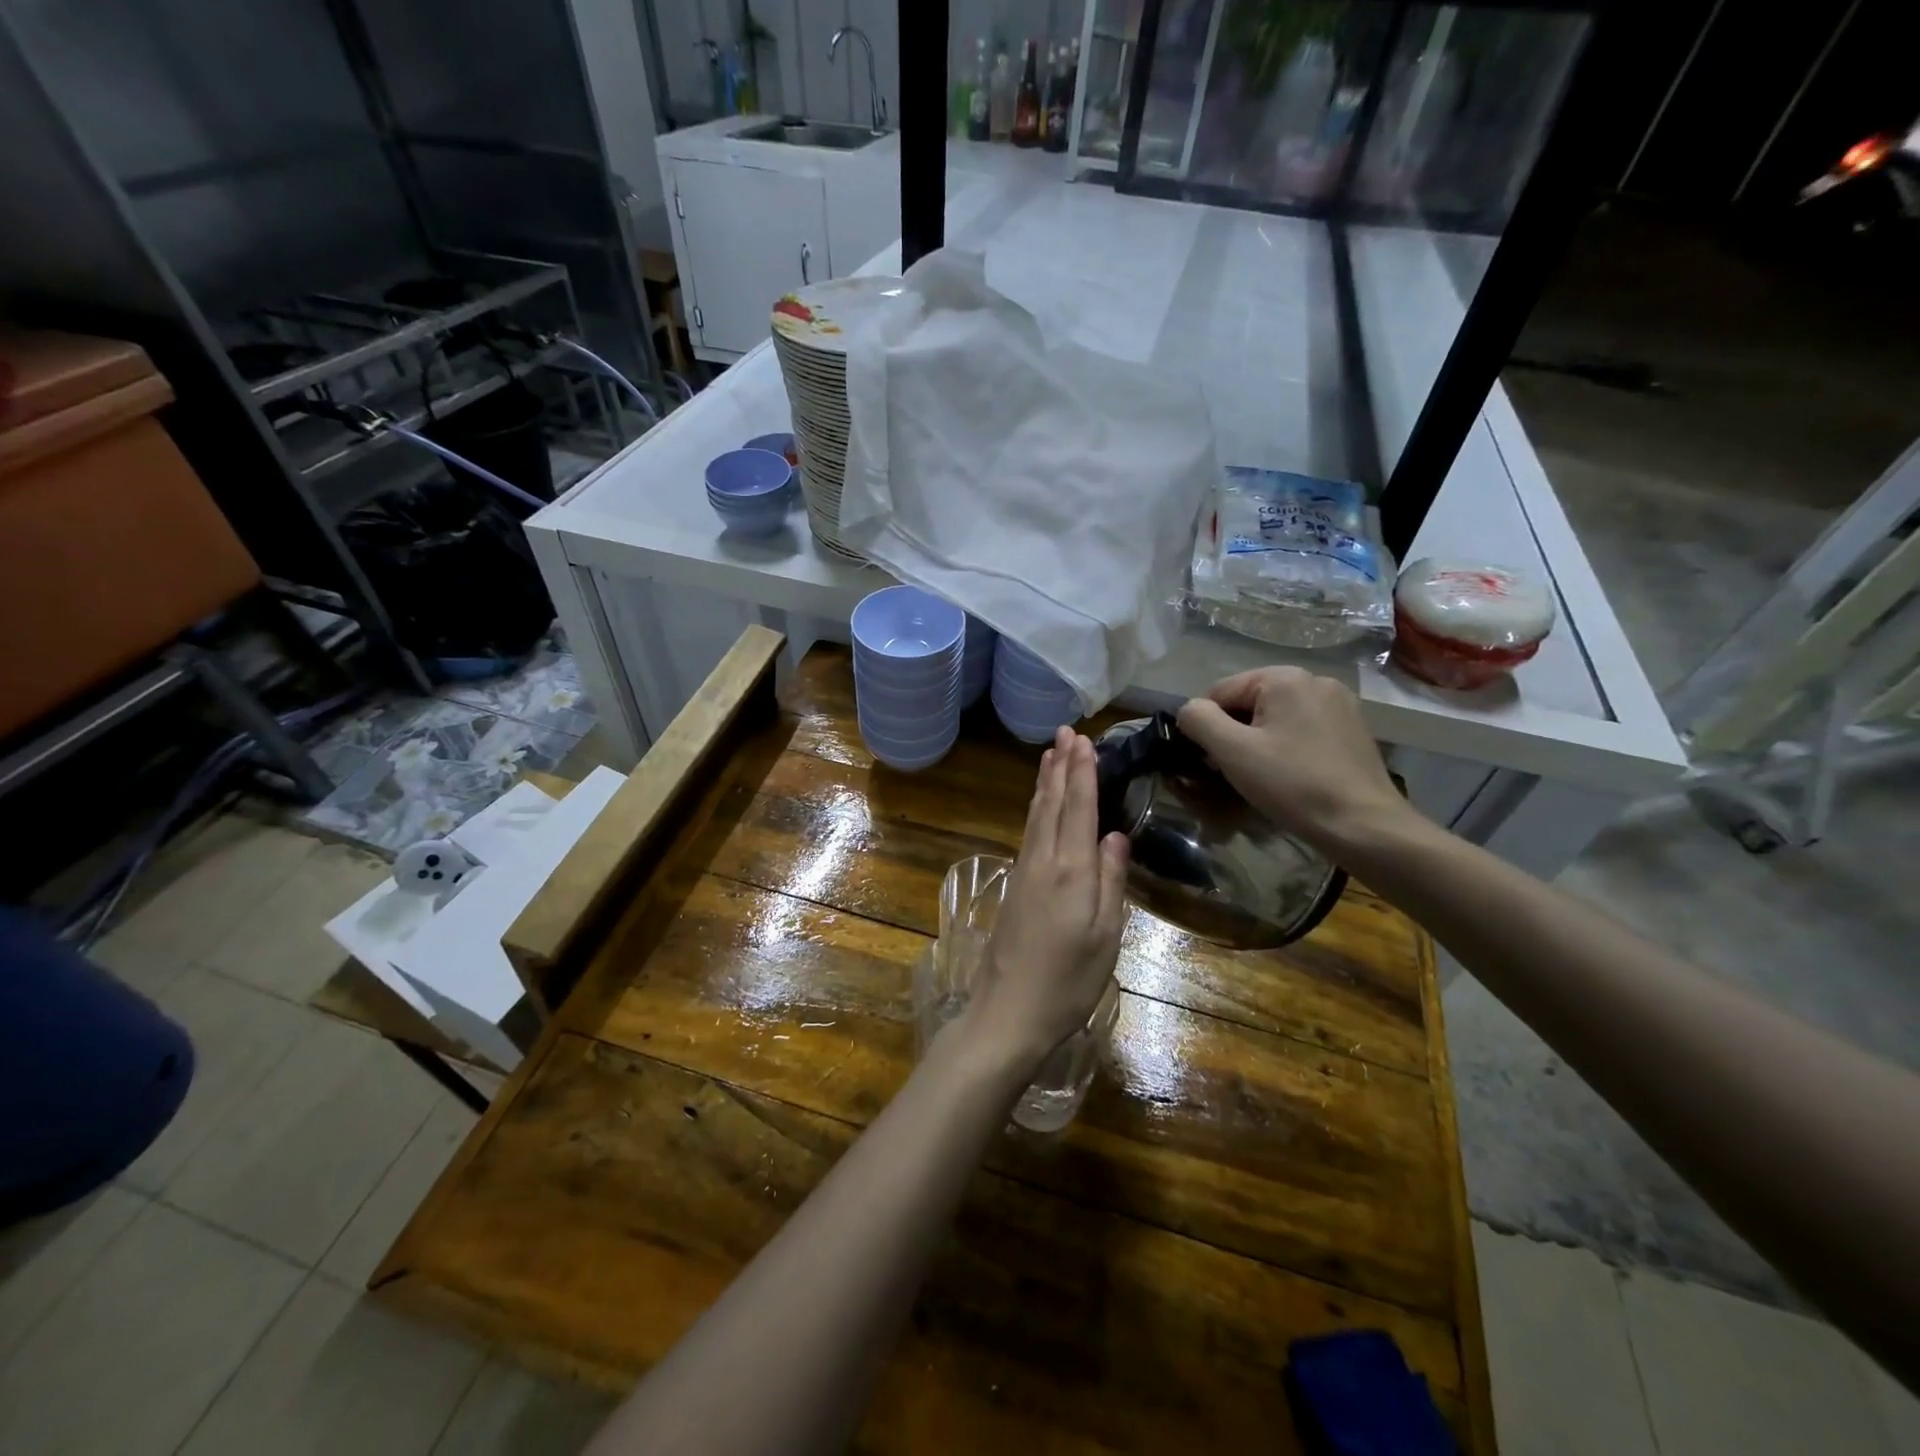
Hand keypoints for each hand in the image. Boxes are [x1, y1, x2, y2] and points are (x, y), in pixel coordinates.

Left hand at [960, 727, 1129, 1077]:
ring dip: (1044, 782)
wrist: (1008, 1013)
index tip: (1084, 740)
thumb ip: (1111, 881)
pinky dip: (1036, 808)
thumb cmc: (1067, 980)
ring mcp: (1023, 872)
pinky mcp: (1014, 886)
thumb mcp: (1105, 936)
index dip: (1082, 772)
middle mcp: (1042, 861)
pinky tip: (1038, 805)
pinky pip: (1028, 832)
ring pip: (1035, 815)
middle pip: (1051, 803)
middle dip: (1060, 766)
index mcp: (1070, 870)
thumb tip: (1115, 835)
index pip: (1077, 807)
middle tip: (1065, 732)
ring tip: (1049, 755)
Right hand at [1176, 667, 1408, 852]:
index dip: (1207, 726)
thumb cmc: (1293, 785)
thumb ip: (1199, 720)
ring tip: (1264, 777)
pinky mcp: (1353, 729)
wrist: (1364, 826)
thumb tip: (1189, 710)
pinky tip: (1292, 776)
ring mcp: (1339, 704)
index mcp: (1285, 678)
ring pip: (1276, 717)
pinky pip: (1302, 729)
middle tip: (1237, 772)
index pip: (1220, 692)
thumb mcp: (1232, 752)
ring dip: (1259, 742)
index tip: (1213, 762)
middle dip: (1235, 734)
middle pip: (1250, 702)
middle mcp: (1315, 679)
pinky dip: (1287, 747)